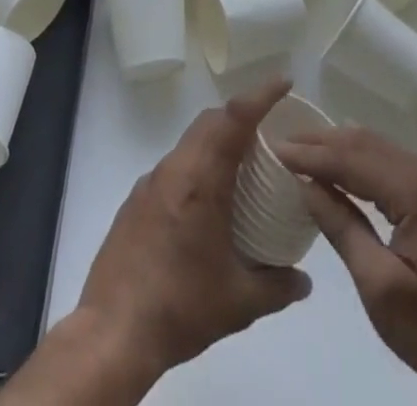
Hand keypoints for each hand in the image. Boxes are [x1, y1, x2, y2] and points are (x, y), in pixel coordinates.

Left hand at [76, 77, 312, 379]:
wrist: (112, 334)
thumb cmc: (179, 308)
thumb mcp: (238, 303)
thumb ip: (277, 286)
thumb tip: (305, 280)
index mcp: (201, 180)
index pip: (234, 118)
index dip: (261, 95)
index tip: (284, 82)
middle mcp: (175, 169)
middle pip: (211, 121)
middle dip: (241, 115)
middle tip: (269, 132)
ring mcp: (151, 182)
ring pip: (190, 142)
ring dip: (217, 141)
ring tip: (241, 167)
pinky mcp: (136, 200)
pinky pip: (174, 166)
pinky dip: (196, 166)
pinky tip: (206, 203)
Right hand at [276, 127, 416, 405]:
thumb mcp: (381, 289)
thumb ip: (343, 230)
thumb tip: (307, 186)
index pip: (353, 159)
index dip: (312, 154)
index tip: (275, 149)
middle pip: (365, 143)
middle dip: (321, 142)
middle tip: (282, 144)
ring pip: (377, 147)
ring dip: (339, 147)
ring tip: (301, 151)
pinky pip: (389, 162)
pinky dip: (358, 160)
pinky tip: (338, 167)